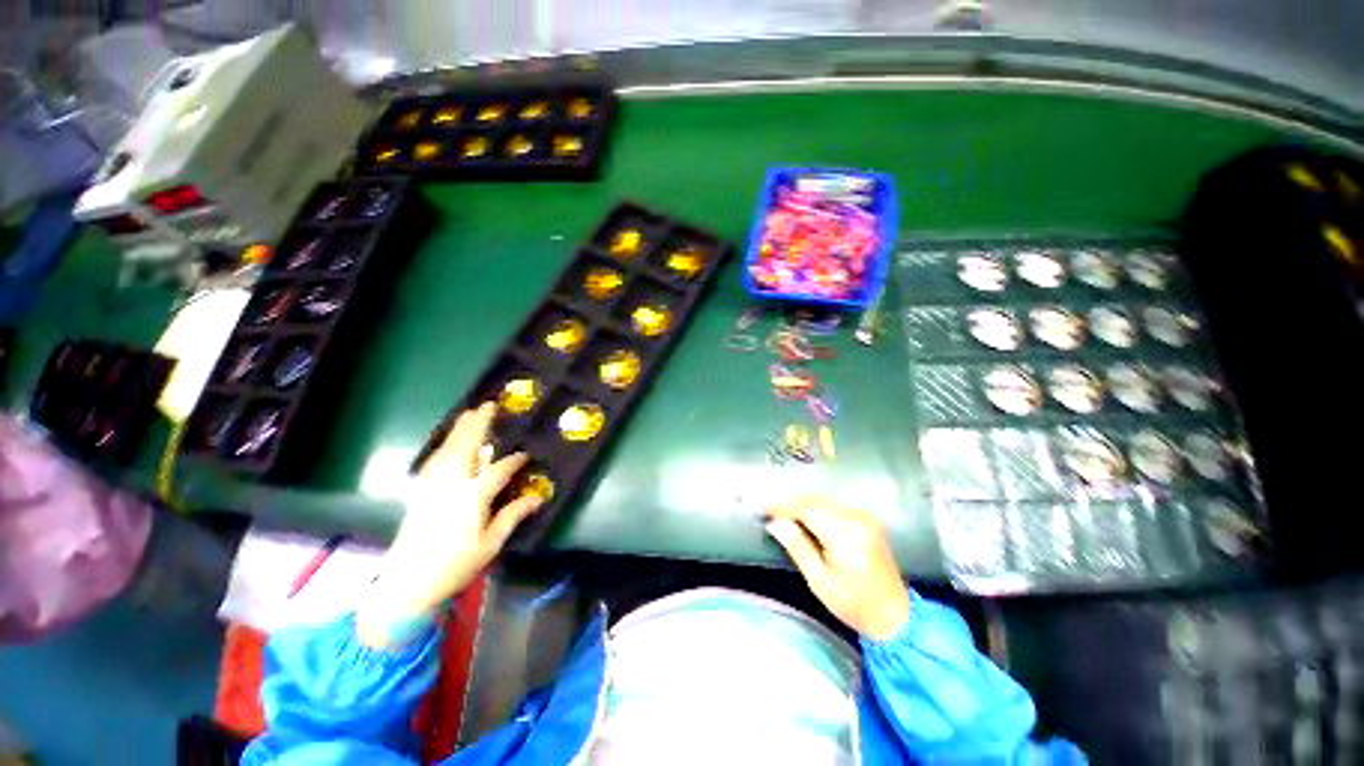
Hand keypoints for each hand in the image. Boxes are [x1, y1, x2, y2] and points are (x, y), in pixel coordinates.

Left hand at [358, 403, 541, 644]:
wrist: (407, 585)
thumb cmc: (455, 565)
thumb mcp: (491, 544)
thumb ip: (512, 516)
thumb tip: (537, 498)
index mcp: (473, 497)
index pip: (499, 469)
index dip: (515, 459)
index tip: (527, 454)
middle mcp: (452, 484)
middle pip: (467, 447)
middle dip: (479, 425)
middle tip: (489, 405)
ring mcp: (432, 486)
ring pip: (447, 449)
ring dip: (459, 429)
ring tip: (469, 414)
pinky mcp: (419, 492)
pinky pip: (433, 460)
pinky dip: (443, 446)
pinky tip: (447, 443)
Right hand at [765, 497, 910, 640]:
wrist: (894, 615)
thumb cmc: (852, 603)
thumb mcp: (819, 580)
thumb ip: (797, 546)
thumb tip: (774, 523)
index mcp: (844, 535)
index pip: (807, 509)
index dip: (784, 507)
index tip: (766, 510)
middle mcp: (856, 519)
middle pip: (816, 501)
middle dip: (793, 505)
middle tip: (774, 515)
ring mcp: (865, 517)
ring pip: (826, 500)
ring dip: (805, 505)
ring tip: (788, 517)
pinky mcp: (869, 519)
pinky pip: (837, 505)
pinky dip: (820, 508)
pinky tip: (810, 520)